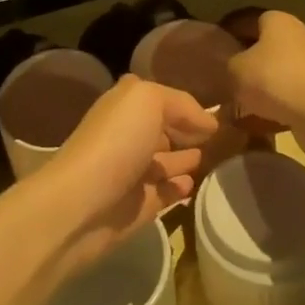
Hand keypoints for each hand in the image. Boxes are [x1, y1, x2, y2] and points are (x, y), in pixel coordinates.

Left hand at [35, 75, 217, 274]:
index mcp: (125, 105)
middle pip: (163, 129)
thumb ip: (181, 104)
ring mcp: (132, 172)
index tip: (219, 110)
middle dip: (187, 131)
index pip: (161, 98)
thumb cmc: (115, 142)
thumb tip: (209, 121)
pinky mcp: (137, 206)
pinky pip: (165, 193)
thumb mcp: (148, 101)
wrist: (81, 205)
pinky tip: (194, 184)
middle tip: (223, 136)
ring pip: (165, 161)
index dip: (186, 104)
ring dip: (186, 159)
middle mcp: (128, 134)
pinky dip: (180, 188)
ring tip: (214, 157)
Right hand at [227, 11, 304, 158]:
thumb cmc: (275, 80)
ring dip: (261, 87)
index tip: (212, 52)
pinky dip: (276, 105)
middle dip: (246, 63)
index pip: (245, 20)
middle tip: (225, 79)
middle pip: (264, 46)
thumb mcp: (235, 69)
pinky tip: (260, 122)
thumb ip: (227, 63)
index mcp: (277, 20)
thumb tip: (229, 66)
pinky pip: (291, 94)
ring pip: (278, 72)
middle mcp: (298, 34)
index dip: (227, 34)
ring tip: (240, 105)